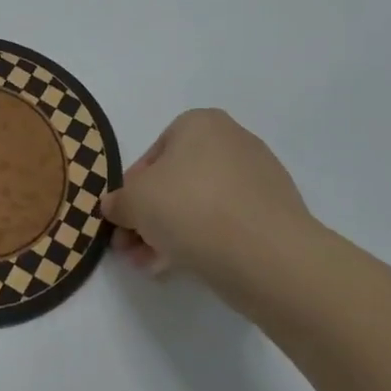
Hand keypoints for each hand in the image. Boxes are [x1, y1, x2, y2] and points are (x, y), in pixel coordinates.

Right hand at [103, 109, 331, 307]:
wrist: (268, 255)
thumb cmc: (191, 209)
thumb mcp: (134, 202)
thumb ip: (118, 202)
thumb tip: (116, 207)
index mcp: (200, 123)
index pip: (152, 157)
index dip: (130, 192)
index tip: (122, 221)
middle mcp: (232, 141)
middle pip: (176, 183)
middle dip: (149, 218)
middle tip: (131, 250)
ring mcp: (259, 178)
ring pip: (199, 206)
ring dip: (170, 234)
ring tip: (151, 267)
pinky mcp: (275, 214)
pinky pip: (227, 224)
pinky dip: (203, 241)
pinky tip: (184, 267)